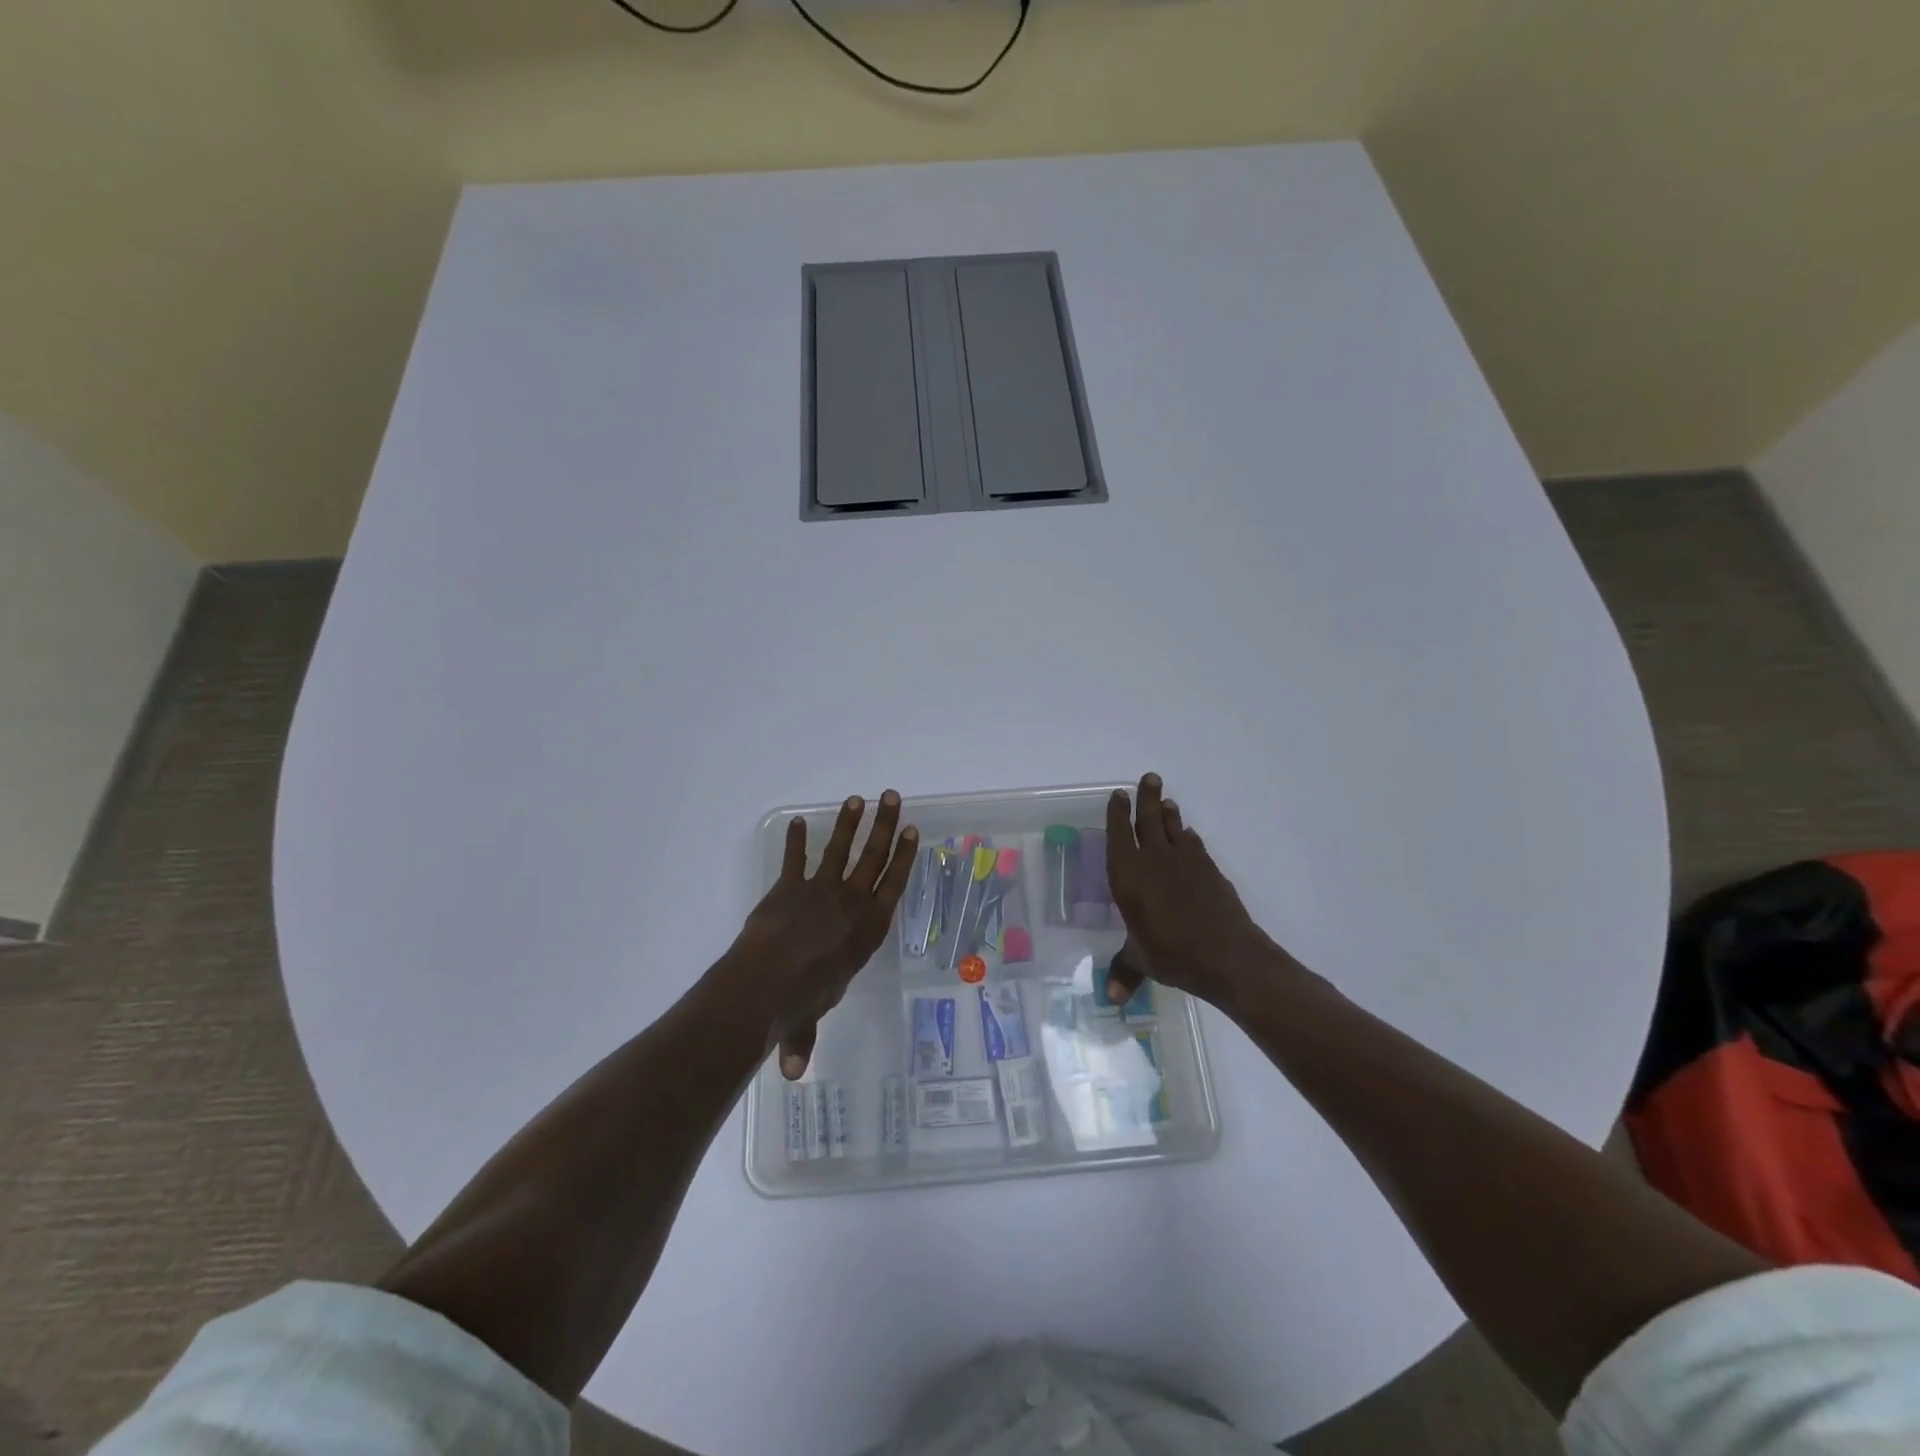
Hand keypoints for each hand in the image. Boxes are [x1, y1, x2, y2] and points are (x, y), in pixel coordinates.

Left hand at [725, 791, 917, 1079]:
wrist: (766, 983)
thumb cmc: (801, 1001)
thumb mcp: (810, 1018)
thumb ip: (803, 1039)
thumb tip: (792, 1074)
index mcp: (868, 928)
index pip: (894, 883)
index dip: (905, 856)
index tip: (913, 831)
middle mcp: (851, 902)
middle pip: (874, 856)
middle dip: (886, 825)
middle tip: (893, 798)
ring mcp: (819, 890)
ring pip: (840, 848)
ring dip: (849, 822)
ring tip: (858, 799)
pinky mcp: (787, 887)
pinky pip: (794, 858)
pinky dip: (796, 840)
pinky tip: (798, 822)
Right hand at [1103, 773, 1286, 1013]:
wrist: (1228, 956)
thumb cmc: (1173, 955)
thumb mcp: (1142, 962)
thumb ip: (1125, 972)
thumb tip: (1112, 1000)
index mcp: (1129, 876)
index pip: (1119, 834)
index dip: (1118, 813)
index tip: (1119, 794)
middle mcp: (1155, 860)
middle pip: (1148, 819)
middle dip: (1146, 798)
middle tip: (1149, 778)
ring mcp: (1186, 862)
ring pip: (1174, 827)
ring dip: (1168, 813)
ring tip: (1166, 801)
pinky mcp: (1211, 870)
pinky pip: (1194, 844)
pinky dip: (1188, 837)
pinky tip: (1188, 837)